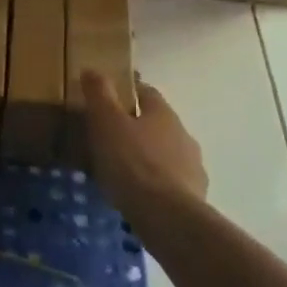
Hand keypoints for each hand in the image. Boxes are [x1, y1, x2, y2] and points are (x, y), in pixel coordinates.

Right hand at [82, 71, 207, 212]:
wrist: (167, 217)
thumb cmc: (132, 163)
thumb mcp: (106, 123)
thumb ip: (99, 94)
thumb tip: (92, 69)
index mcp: (163, 113)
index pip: (146, 92)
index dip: (127, 91)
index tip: (108, 96)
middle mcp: (183, 134)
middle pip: (157, 123)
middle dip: (136, 127)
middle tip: (109, 136)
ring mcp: (192, 167)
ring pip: (165, 154)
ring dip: (147, 157)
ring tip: (122, 170)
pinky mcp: (194, 197)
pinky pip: (169, 182)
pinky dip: (155, 184)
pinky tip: (139, 195)